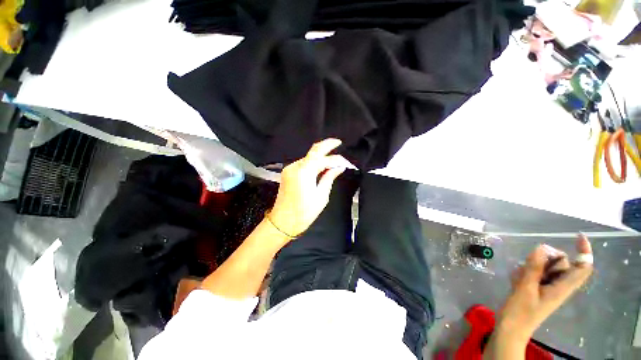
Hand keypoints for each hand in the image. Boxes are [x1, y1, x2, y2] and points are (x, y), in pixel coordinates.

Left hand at [268, 139, 350, 237]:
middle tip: (338, 143)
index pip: (323, 158)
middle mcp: (295, 166)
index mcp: (304, 172)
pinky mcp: (288, 172)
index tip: (346, 162)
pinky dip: (313, 163)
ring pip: (308, 157)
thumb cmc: (304, 213)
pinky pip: (303, 163)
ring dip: (321, 156)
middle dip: (327, 145)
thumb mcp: (321, 196)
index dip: (336, 158)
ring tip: (333, 159)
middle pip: (313, 151)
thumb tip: (339, 167)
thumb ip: (329, 177)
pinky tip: (321, 166)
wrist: (283, 221)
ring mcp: (290, 168)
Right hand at [495, 235, 592, 343]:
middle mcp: (560, 286)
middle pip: (562, 263)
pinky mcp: (539, 288)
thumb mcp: (525, 288)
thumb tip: (541, 247)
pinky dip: (527, 271)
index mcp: (562, 288)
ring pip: (547, 266)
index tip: (577, 236)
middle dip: (546, 258)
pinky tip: (516, 279)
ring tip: (519, 276)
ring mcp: (549, 287)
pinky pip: (536, 272)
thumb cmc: (520, 311)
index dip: (584, 251)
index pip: (582, 267)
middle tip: (529, 264)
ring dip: (533, 265)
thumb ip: (534, 268)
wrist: (511, 328)